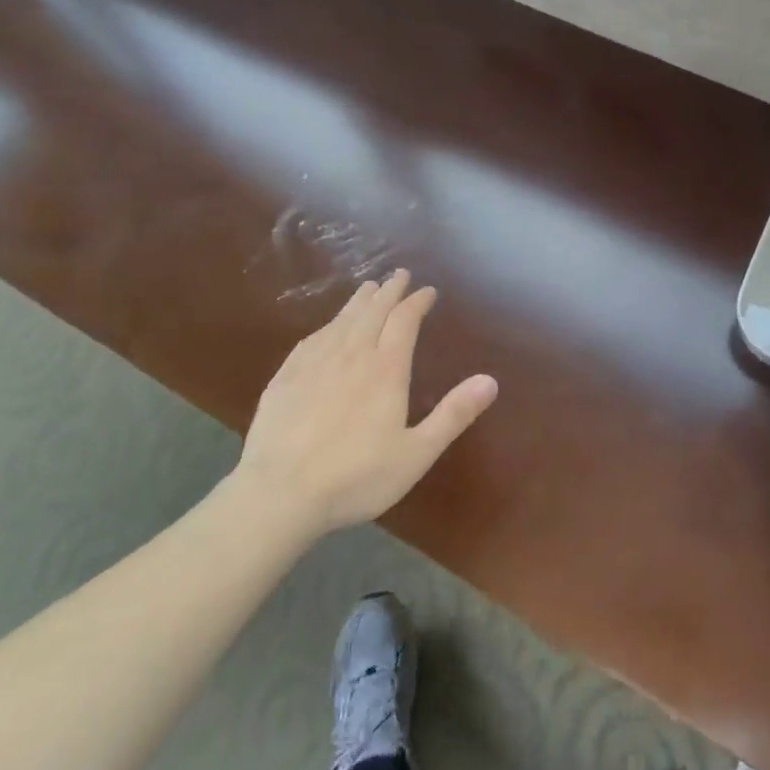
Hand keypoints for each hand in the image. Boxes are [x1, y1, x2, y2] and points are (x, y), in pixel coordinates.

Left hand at [232, 270, 497, 538]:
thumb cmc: (355, 477)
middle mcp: (352, 354)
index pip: (405, 320)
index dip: (417, 302)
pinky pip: (312, 339)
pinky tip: (327, 327)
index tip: (428, 290)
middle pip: (373, 311)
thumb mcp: (416, 453)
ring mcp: (315, 363)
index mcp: (386, 369)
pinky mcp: (286, 377)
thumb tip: (491, 380)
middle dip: (389, 290)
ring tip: (368, 287)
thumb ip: (454, 415)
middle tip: (399, 274)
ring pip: (342, 320)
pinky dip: (328, 325)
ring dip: (359, 301)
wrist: (279, 495)